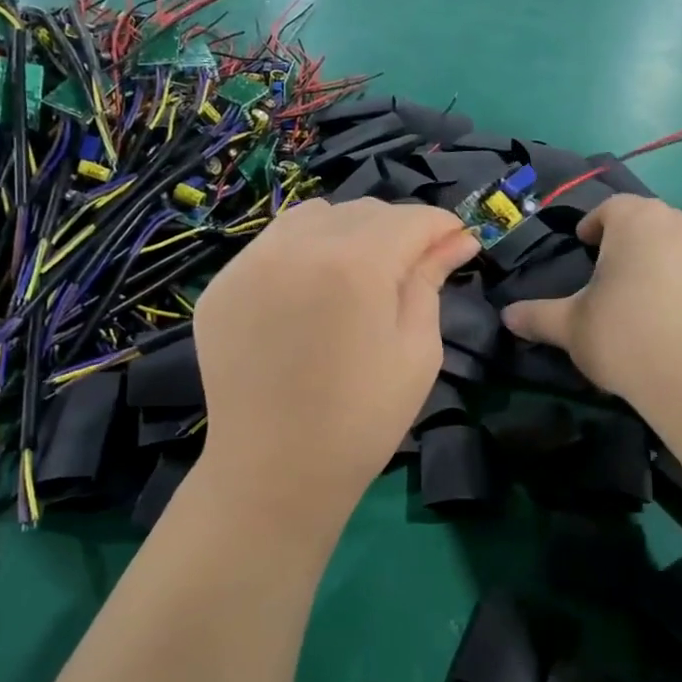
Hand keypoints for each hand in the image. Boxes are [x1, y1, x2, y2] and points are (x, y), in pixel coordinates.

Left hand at [193, 199, 477, 529]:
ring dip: (346, 232)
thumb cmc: (363, 419)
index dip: (441, 226)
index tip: (458, 243)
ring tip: (358, 275)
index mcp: (355, 264)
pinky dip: (302, 252)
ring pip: (313, 216)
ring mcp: (250, 262)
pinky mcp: (222, 285)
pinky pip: (273, 245)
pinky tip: (310, 294)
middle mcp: (297, 246)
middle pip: (363, 211)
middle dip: (397, 230)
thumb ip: (431, 281)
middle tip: (412, 268)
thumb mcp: (417, 350)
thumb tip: (457, 239)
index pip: (410, 219)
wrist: (275, 471)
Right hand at [501, 195, 681, 412]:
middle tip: (603, 266)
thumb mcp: (569, 326)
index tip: (582, 245)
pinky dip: (675, 274)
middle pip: (644, 217)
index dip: (592, 224)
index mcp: (634, 221)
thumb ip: (537, 315)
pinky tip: (661, 307)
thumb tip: (507, 316)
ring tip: (632, 286)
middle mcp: (674, 223)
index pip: (610, 207)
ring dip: (652, 253)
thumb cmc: (624, 336)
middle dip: (623, 235)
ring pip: (671, 239)